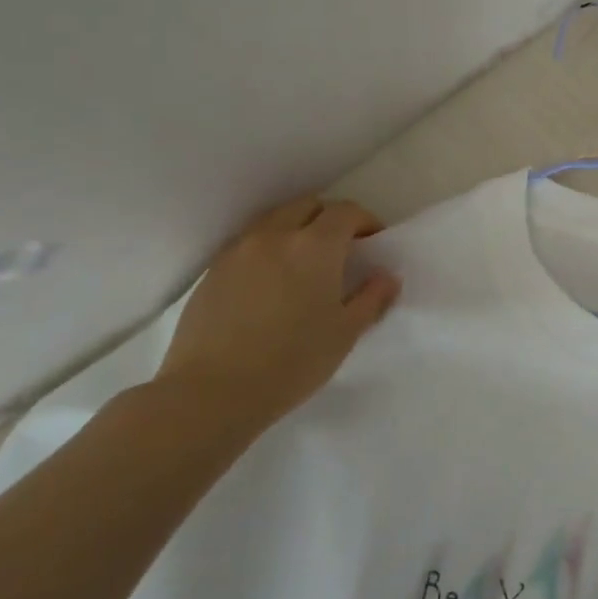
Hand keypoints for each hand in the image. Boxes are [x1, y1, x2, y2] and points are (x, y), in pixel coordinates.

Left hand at [154, 194, 399, 425]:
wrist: (210, 392)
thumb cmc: (291, 361)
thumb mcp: (346, 333)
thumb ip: (372, 298)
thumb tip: (386, 276)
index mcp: (315, 246)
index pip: (345, 212)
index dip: (364, 221)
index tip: (373, 242)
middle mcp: (275, 236)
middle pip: (308, 206)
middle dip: (329, 218)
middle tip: (341, 249)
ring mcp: (238, 251)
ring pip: (275, 221)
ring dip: (296, 230)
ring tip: (304, 265)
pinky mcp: (212, 272)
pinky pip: (249, 244)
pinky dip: (268, 249)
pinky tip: (271, 284)